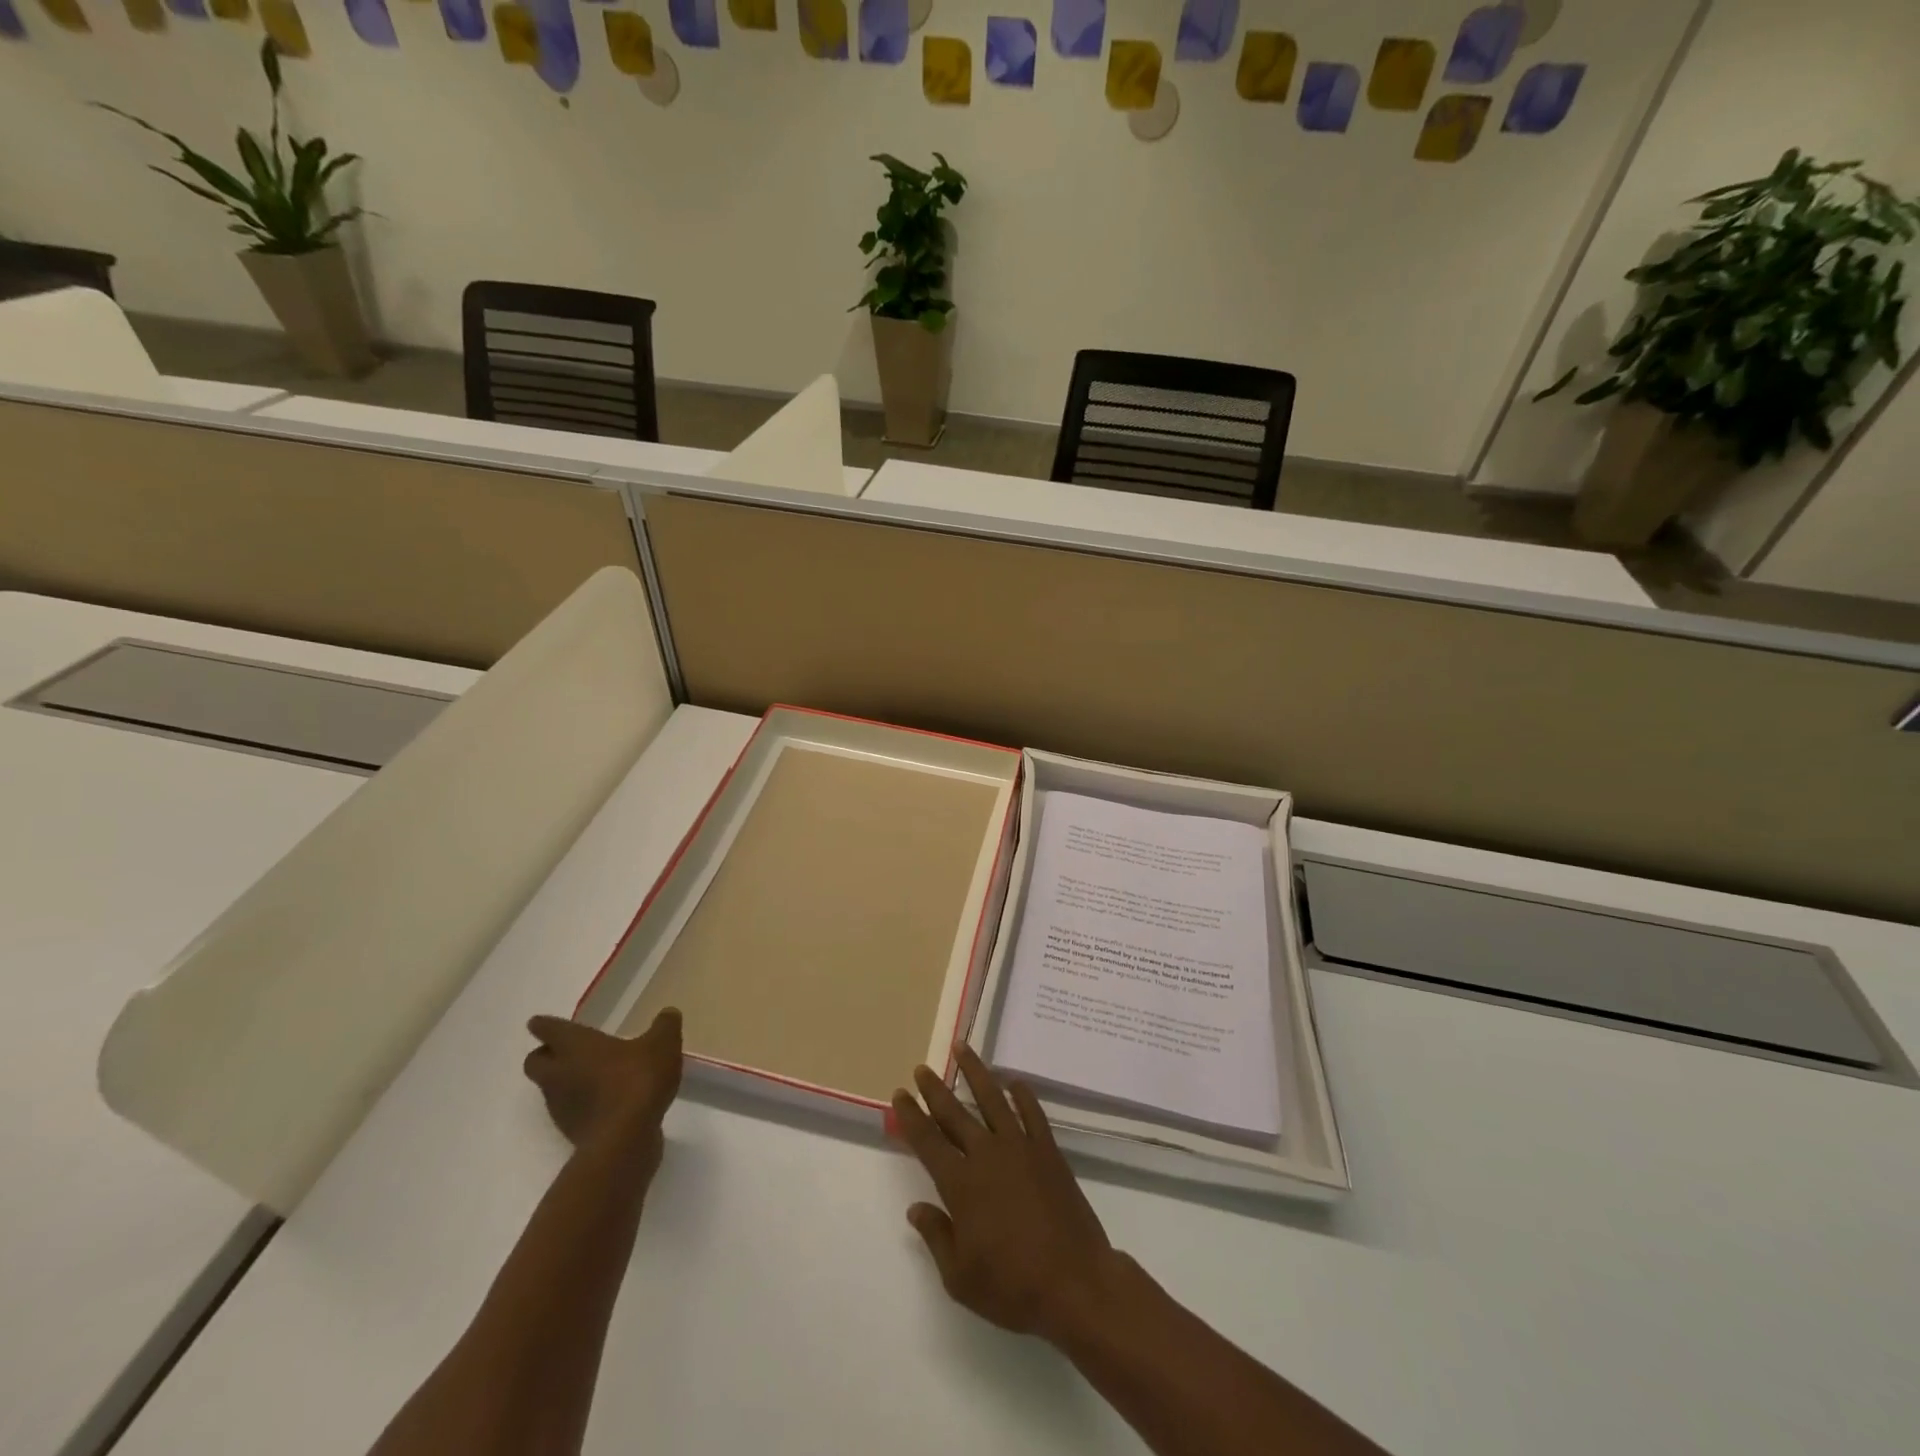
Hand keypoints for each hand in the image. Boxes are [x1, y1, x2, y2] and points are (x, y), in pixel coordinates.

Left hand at [523, 1009, 683, 1165]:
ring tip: (592, 1076)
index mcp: (575, 1046)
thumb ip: (665, 1025)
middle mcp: (560, 1074)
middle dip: (545, 1055)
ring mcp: (561, 1106)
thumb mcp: (663, 1044)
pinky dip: (581, 1104)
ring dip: (563, 1081)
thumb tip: (668, 1013)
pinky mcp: (572, 1131)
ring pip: (550, 1088)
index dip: (543, 1024)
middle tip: (564, 1050)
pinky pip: (569, 1111)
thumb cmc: (638, 1079)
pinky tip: (605, 1102)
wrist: (625, 1140)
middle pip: (535, 1062)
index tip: (538, 1022)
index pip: (549, 1029)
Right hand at [891, 1045, 1119, 1344]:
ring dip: (975, 1072)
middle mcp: (987, 1155)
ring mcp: (1020, 1148)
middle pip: (955, 1113)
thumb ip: (936, 1237)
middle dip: (935, 1089)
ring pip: (992, 1099)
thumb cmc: (1013, 1286)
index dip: (911, 1117)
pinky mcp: (1048, 1151)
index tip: (900, 1095)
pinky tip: (1014, 1083)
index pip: (928, 1141)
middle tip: (922, 1068)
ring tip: (962, 1048)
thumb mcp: (960, 1277)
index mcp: (961, 1184)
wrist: (1075, 1283)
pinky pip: (1032, 1113)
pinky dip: (1022, 1095)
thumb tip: (916, 1208)